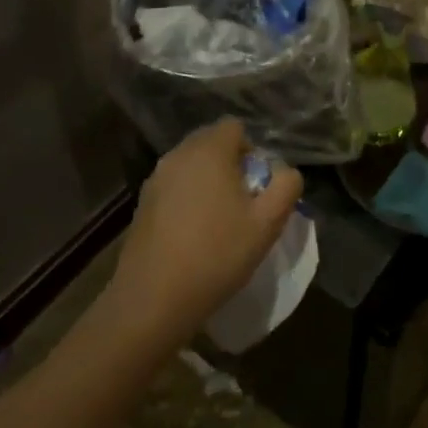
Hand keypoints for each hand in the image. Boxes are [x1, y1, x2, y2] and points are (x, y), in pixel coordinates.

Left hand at [98, 120, 303, 357]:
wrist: (153, 300)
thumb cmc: (217, 254)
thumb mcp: (268, 223)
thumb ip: (286, 186)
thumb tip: (286, 172)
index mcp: (209, 151)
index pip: (235, 127)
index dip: (252, 149)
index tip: (258, 184)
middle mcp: (178, 155)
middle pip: (211, 142)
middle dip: (231, 163)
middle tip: (243, 201)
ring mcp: (155, 179)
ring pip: (191, 165)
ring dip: (208, 181)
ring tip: (219, 219)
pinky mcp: (141, 204)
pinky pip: (174, 186)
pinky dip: (188, 198)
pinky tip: (194, 233)